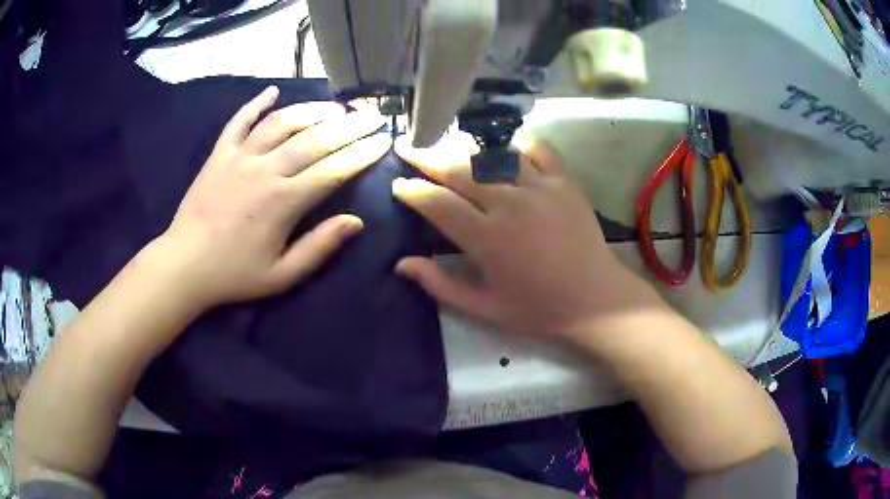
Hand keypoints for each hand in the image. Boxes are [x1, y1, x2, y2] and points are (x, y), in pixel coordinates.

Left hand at [159, 86, 389, 308]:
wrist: (184, 265)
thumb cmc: (234, 274)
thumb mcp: (282, 276)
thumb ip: (319, 248)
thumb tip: (355, 222)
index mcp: (283, 202)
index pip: (333, 169)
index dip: (362, 153)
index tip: (384, 141)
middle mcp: (265, 170)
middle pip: (314, 138)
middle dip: (350, 125)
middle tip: (373, 114)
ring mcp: (239, 157)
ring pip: (281, 122)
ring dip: (312, 110)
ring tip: (336, 106)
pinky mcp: (218, 154)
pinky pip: (239, 121)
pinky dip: (255, 103)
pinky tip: (272, 91)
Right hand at [392, 133, 658, 342]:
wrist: (595, 299)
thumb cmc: (538, 308)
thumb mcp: (484, 308)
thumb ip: (440, 285)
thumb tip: (401, 264)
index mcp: (486, 238)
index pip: (437, 203)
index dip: (412, 191)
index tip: (398, 183)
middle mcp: (508, 204)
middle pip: (458, 169)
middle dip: (427, 157)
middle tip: (409, 147)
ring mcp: (539, 188)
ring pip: (492, 155)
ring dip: (465, 148)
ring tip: (447, 144)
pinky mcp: (564, 182)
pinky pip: (538, 149)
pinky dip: (519, 144)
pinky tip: (507, 148)